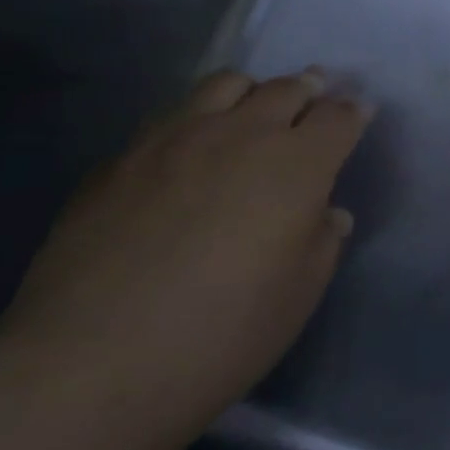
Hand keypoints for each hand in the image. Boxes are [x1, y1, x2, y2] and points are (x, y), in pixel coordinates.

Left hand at [0, 70, 371, 437]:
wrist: (91, 364)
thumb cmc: (223, 333)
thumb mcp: (300, 294)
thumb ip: (323, 241)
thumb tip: (326, 213)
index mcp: (296, 164)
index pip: (338, 117)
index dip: (352, 112)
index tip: (357, 114)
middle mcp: (240, 134)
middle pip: (286, 88)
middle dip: (308, 90)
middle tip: (313, 101)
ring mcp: (173, 139)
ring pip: (225, 84)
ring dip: (251, 93)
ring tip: (250, 114)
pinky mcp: (119, 159)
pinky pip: (170, 118)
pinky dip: (195, 122)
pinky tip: (187, 155)